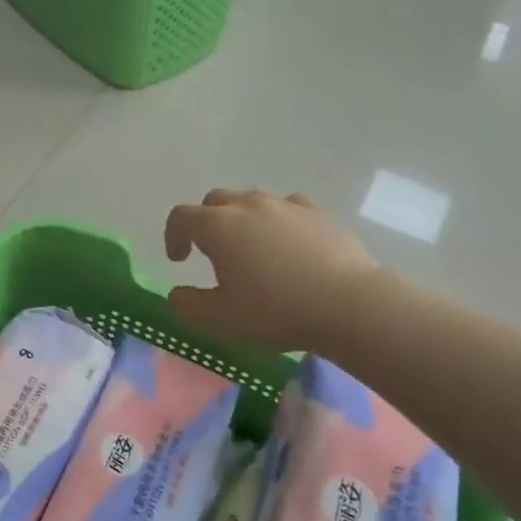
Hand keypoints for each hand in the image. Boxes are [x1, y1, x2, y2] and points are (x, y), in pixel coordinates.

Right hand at [164, 190, 378, 352]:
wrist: (348, 303)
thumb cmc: (275, 310)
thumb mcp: (220, 320)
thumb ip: (188, 306)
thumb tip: (178, 293)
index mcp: (218, 226)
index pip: (181, 217)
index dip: (172, 236)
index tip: (179, 260)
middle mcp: (249, 205)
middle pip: (215, 200)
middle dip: (205, 222)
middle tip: (210, 252)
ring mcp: (287, 204)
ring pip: (252, 201)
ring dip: (242, 220)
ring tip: (251, 249)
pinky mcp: (319, 213)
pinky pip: (287, 208)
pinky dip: (278, 221)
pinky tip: (288, 245)